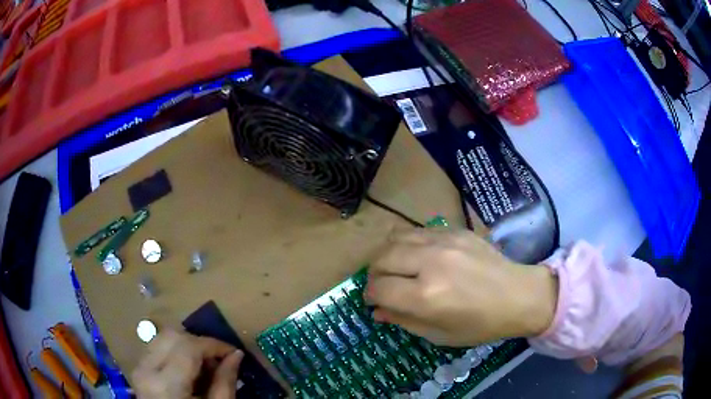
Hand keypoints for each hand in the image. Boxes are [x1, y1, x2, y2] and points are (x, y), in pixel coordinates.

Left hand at [132, 330, 243, 398]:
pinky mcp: (138, 370)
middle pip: (172, 336)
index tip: (233, 352)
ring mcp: (139, 368)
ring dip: (186, 345)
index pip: (188, 347)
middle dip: (198, 342)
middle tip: (218, 359)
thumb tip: (236, 354)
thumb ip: (224, 383)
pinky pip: (156, 348)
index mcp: (166, 385)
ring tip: (204, 365)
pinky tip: (188, 370)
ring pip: (162, 338)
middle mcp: (146, 370)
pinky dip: (174, 351)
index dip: (214, 344)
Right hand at [365, 229, 557, 346]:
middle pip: (381, 258)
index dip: (370, 296)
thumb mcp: (440, 335)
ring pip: (396, 237)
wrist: (519, 296)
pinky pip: (419, 230)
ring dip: (388, 254)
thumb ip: (404, 321)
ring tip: (397, 267)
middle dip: (375, 274)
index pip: (379, 288)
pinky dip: (409, 244)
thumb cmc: (481, 325)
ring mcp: (444, 242)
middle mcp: (431, 263)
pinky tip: (420, 256)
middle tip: (384, 285)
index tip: (374, 301)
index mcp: (427, 296)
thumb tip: (377, 311)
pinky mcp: (456, 230)